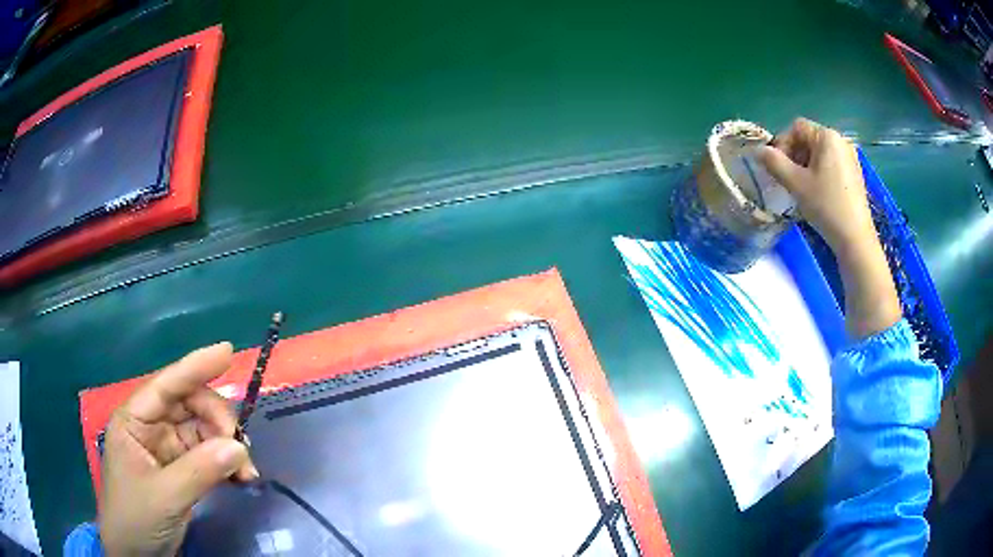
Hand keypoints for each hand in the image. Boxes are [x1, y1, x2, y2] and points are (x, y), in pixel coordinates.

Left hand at [100, 343, 258, 556]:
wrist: (136, 554)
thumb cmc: (136, 518)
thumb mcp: (165, 497)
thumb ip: (200, 471)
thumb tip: (239, 448)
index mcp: (134, 421)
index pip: (166, 385)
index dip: (195, 367)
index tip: (227, 352)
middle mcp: (151, 427)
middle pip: (189, 406)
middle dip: (218, 421)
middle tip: (241, 449)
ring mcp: (167, 449)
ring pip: (203, 431)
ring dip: (228, 447)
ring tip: (247, 473)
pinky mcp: (181, 470)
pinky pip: (209, 456)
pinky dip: (227, 464)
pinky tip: (241, 479)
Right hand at [757, 117, 874, 256]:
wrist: (855, 239)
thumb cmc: (826, 206)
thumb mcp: (796, 184)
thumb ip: (774, 163)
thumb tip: (757, 150)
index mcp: (827, 136)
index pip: (796, 128)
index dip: (782, 144)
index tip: (778, 168)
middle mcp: (841, 140)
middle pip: (809, 139)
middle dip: (794, 155)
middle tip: (788, 179)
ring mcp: (850, 157)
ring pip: (820, 153)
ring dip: (806, 165)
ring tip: (802, 188)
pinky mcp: (855, 173)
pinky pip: (831, 164)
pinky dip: (820, 173)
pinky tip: (818, 193)